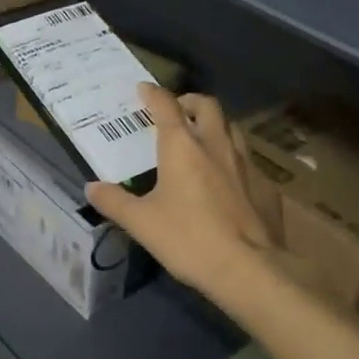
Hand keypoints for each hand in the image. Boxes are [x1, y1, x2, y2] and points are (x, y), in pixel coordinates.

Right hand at [85, 85, 288, 300]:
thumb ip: (114, 201)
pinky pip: (249, 161)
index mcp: (182, 147)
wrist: (248, 269)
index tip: (143, 89)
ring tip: (204, 140)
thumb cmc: (188, 239)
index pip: (166, 106)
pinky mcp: (267, 186)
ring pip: (233, 129)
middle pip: (207, 106)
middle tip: (178, 111)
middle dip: (190, 102)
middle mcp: (216, 144)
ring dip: (216, 126)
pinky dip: (235, 160)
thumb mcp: (141, 223)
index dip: (153, 94)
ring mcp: (247, 164)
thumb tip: (91, 188)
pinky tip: (229, 181)